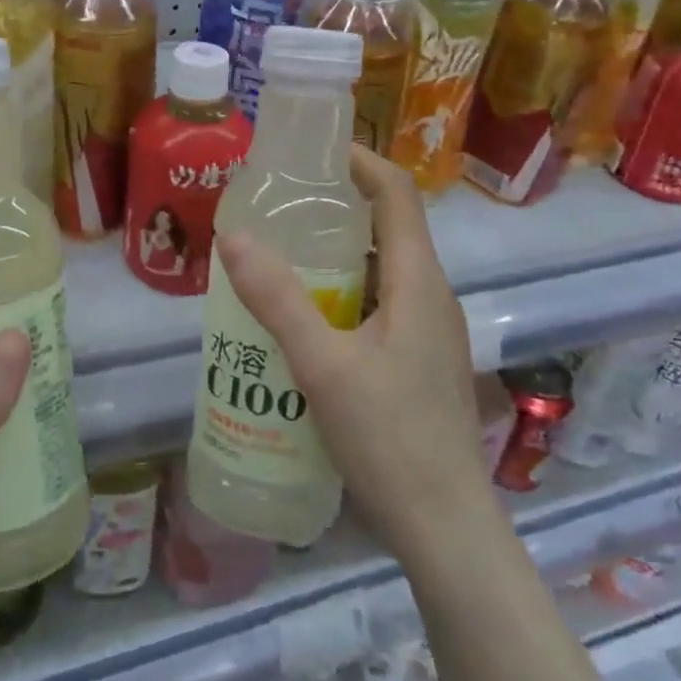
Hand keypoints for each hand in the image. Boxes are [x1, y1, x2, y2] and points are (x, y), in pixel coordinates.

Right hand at [215, 145, 491, 559]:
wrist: (447, 530)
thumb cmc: (391, 440)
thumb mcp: (323, 366)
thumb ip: (278, 299)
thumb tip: (233, 235)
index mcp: (419, 281)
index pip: (397, 192)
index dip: (360, 160)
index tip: (311, 150)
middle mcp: (431, 295)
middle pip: (388, 225)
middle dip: (337, 204)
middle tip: (279, 203)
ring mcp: (430, 330)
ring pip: (382, 268)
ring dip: (337, 252)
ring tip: (281, 253)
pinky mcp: (419, 359)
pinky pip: (380, 302)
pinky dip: (343, 291)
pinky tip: (304, 317)